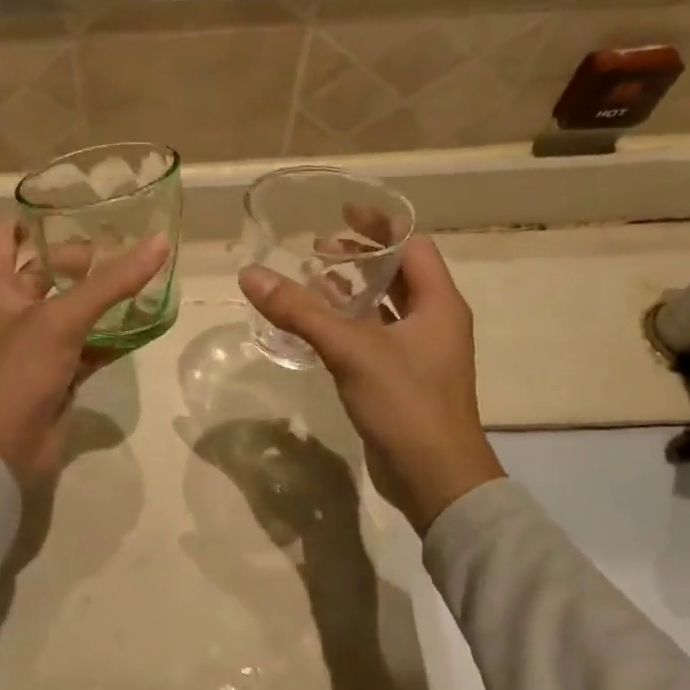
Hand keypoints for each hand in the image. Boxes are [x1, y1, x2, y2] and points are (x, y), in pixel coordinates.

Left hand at [0, 219, 170, 480]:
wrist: (2, 451)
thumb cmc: (17, 372)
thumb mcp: (61, 319)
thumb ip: (111, 282)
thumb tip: (159, 242)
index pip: (5, 235)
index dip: (32, 216)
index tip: (76, 203)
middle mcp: (12, 310)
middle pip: (46, 269)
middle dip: (82, 257)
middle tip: (127, 241)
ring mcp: (35, 344)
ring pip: (71, 309)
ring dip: (102, 296)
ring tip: (145, 273)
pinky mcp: (56, 372)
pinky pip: (88, 344)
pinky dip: (111, 335)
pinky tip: (144, 322)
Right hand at [238, 237, 505, 531]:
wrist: (436, 478)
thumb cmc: (405, 403)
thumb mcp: (350, 349)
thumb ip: (300, 311)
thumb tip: (250, 274)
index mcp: (439, 303)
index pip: (413, 246)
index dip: (380, 225)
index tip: (343, 211)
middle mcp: (435, 322)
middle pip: (399, 274)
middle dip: (360, 256)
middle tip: (318, 244)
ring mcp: (420, 353)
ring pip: (385, 308)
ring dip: (352, 290)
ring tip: (312, 276)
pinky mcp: (402, 379)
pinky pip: (374, 337)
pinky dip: (348, 324)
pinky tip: (316, 327)